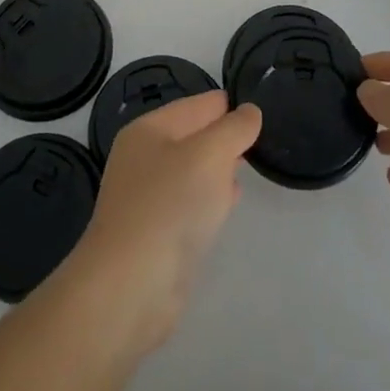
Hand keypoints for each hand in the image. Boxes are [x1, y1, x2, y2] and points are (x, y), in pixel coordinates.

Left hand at [58, 92, 260, 354]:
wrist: (131, 285)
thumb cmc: (170, 205)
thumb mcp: (210, 155)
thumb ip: (234, 129)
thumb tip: (250, 112)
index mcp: (148, 130)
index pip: (196, 105)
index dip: (227, 105)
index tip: (258, 108)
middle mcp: (143, 158)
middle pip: (192, 136)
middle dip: (223, 136)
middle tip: (258, 137)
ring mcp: (146, 197)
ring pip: (191, 171)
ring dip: (217, 167)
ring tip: (247, 164)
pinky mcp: (155, 233)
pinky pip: (189, 202)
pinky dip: (209, 198)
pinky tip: (228, 201)